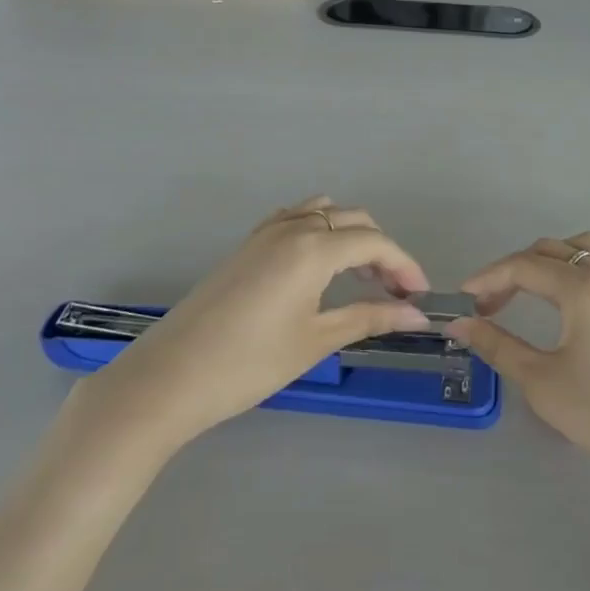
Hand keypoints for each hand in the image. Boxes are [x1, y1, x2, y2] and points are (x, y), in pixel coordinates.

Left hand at [62, 197, 429, 456]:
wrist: (169, 377)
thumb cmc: (248, 363)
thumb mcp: (316, 341)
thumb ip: (370, 318)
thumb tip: (416, 314)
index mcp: (313, 248)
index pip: (375, 243)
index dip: (404, 265)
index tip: (420, 296)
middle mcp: (292, 227)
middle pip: (353, 221)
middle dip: (381, 251)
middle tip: (395, 292)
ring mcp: (266, 232)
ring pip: (324, 213)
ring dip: (350, 236)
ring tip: (360, 277)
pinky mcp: (247, 245)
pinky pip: (295, 218)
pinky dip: (320, 231)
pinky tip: (319, 265)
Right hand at [447, 234, 589, 497]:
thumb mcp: (542, 382)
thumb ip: (498, 345)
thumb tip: (460, 323)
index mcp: (581, 287)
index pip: (523, 267)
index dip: (488, 278)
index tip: (462, 300)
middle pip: (551, 251)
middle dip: (514, 270)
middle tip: (490, 306)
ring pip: (588, 246)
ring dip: (555, 258)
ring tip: (533, 288)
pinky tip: (588, 287)